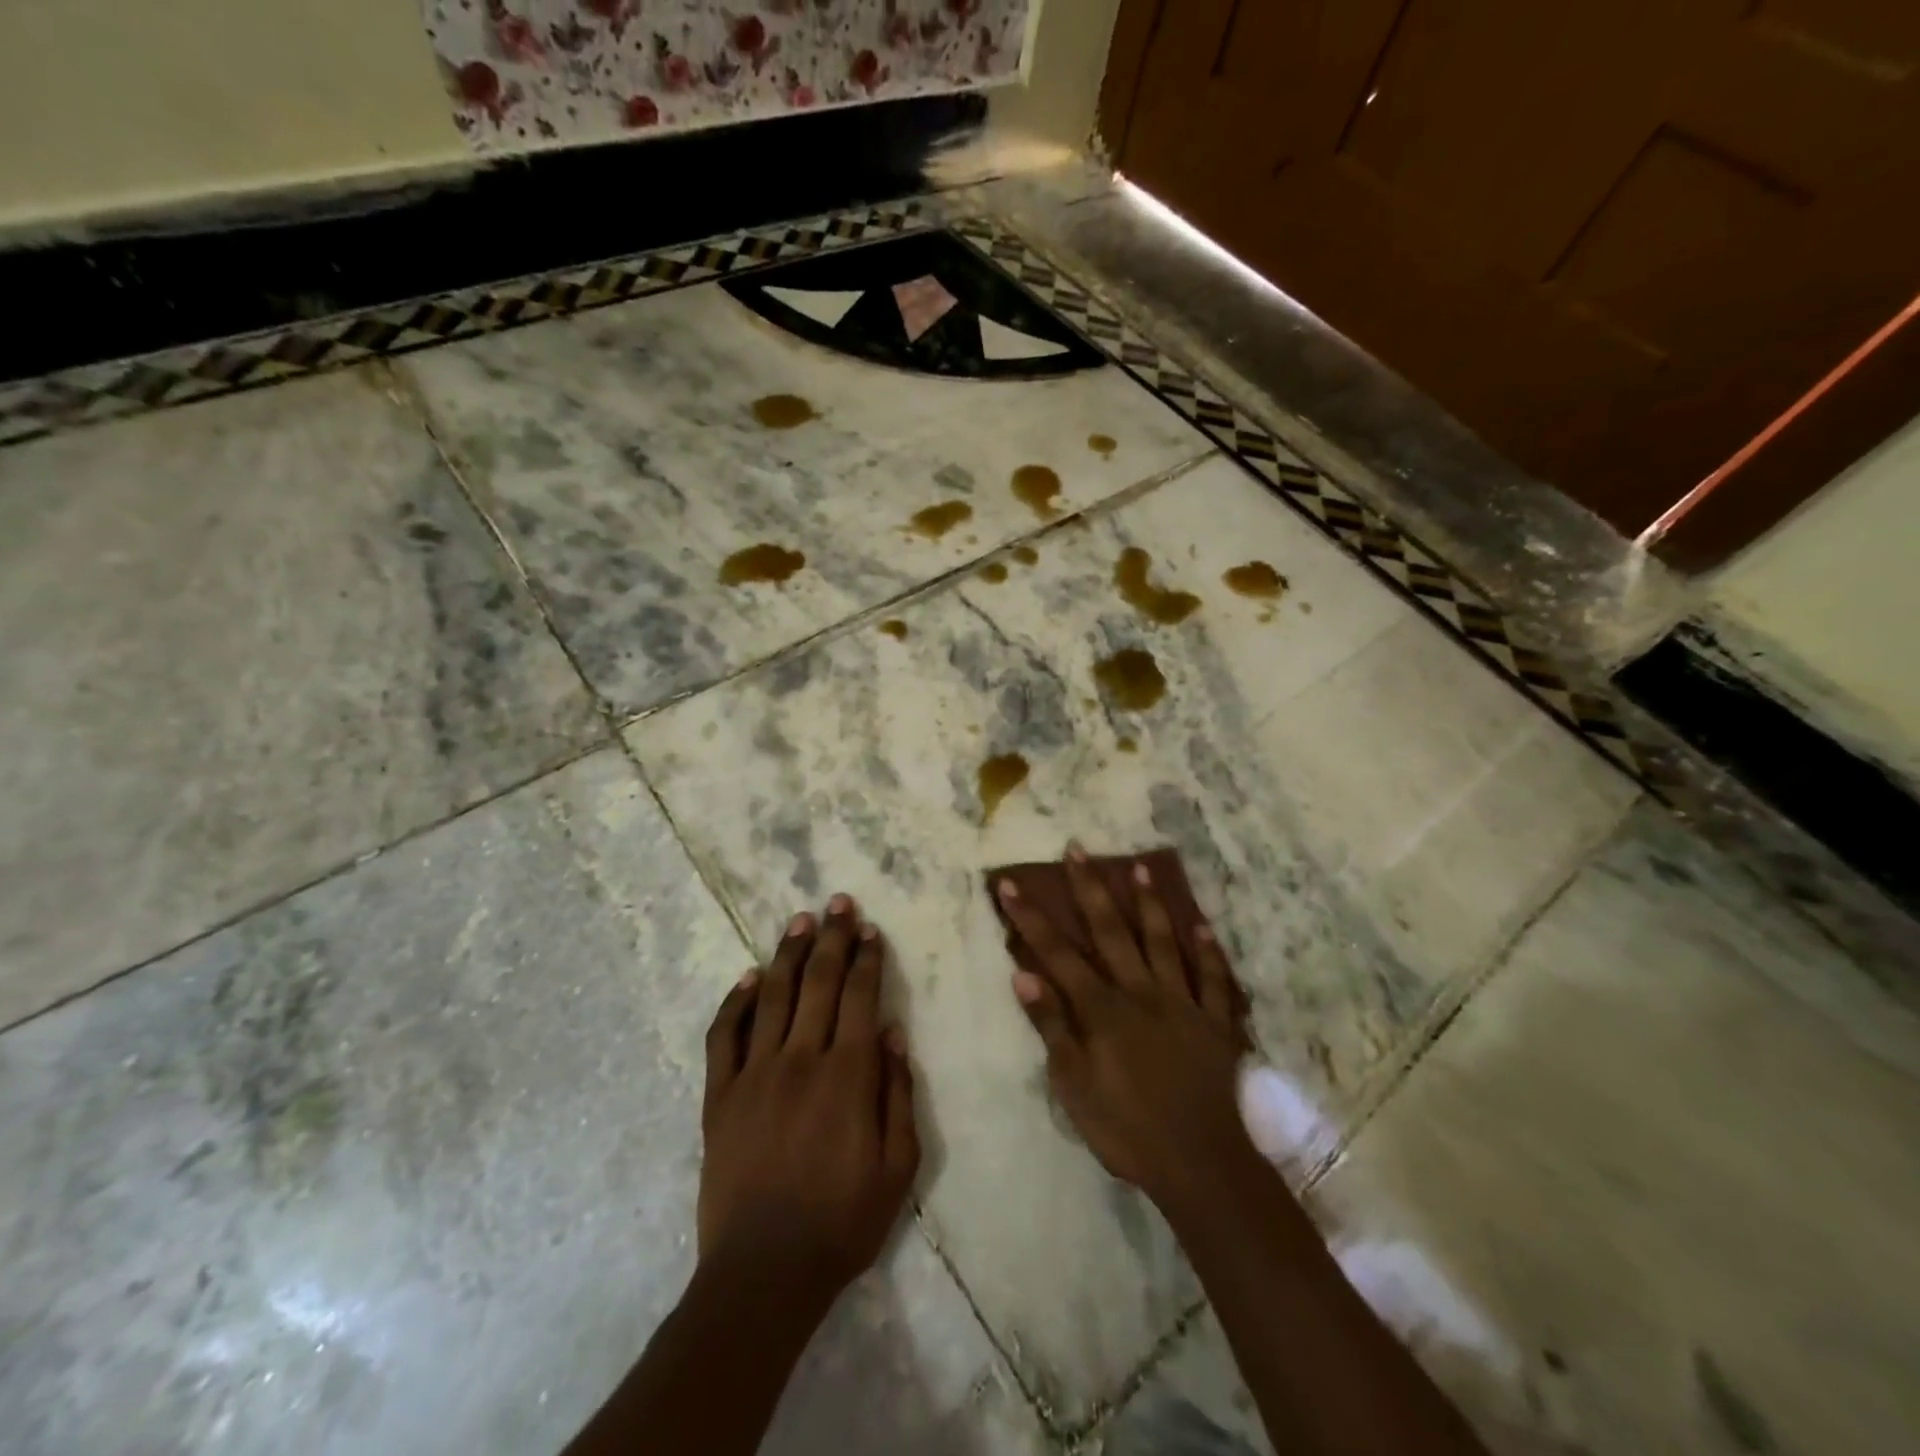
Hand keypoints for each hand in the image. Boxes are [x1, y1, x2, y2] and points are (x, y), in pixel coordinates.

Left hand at [698, 895, 919, 1309]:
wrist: (764, 1273)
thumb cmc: (843, 1221)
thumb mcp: (899, 1167)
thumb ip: (898, 1093)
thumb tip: (893, 1032)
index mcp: (848, 1075)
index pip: (861, 996)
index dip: (867, 958)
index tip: (870, 929)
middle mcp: (801, 1059)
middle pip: (819, 982)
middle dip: (833, 938)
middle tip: (838, 903)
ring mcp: (754, 1074)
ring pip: (773, 996)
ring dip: (789, 954)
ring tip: (800, 921)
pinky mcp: (719, 1096)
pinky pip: (724, 1036)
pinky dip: (734, 1002)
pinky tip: (746, 977)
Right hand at [996, 846, 1253, 1214]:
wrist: (1201, 1163)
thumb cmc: (1127, 1129)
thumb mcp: (1074, 1086)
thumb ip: (1052, 1027)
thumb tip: (1023, 974)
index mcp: (1102, 1009)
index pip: (1057, 953)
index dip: (1031, 917)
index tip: (1010, 884)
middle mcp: (1141, 992)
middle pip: (1111, 931)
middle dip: (1090, 889)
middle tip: (1078, 850)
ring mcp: (1182, 1002)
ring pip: (1163, 941)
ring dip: (1149, 903)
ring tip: (1138, 867)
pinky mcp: (1216, 1021)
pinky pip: (1213, 978)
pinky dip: (1207, 950)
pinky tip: (1202, 924)